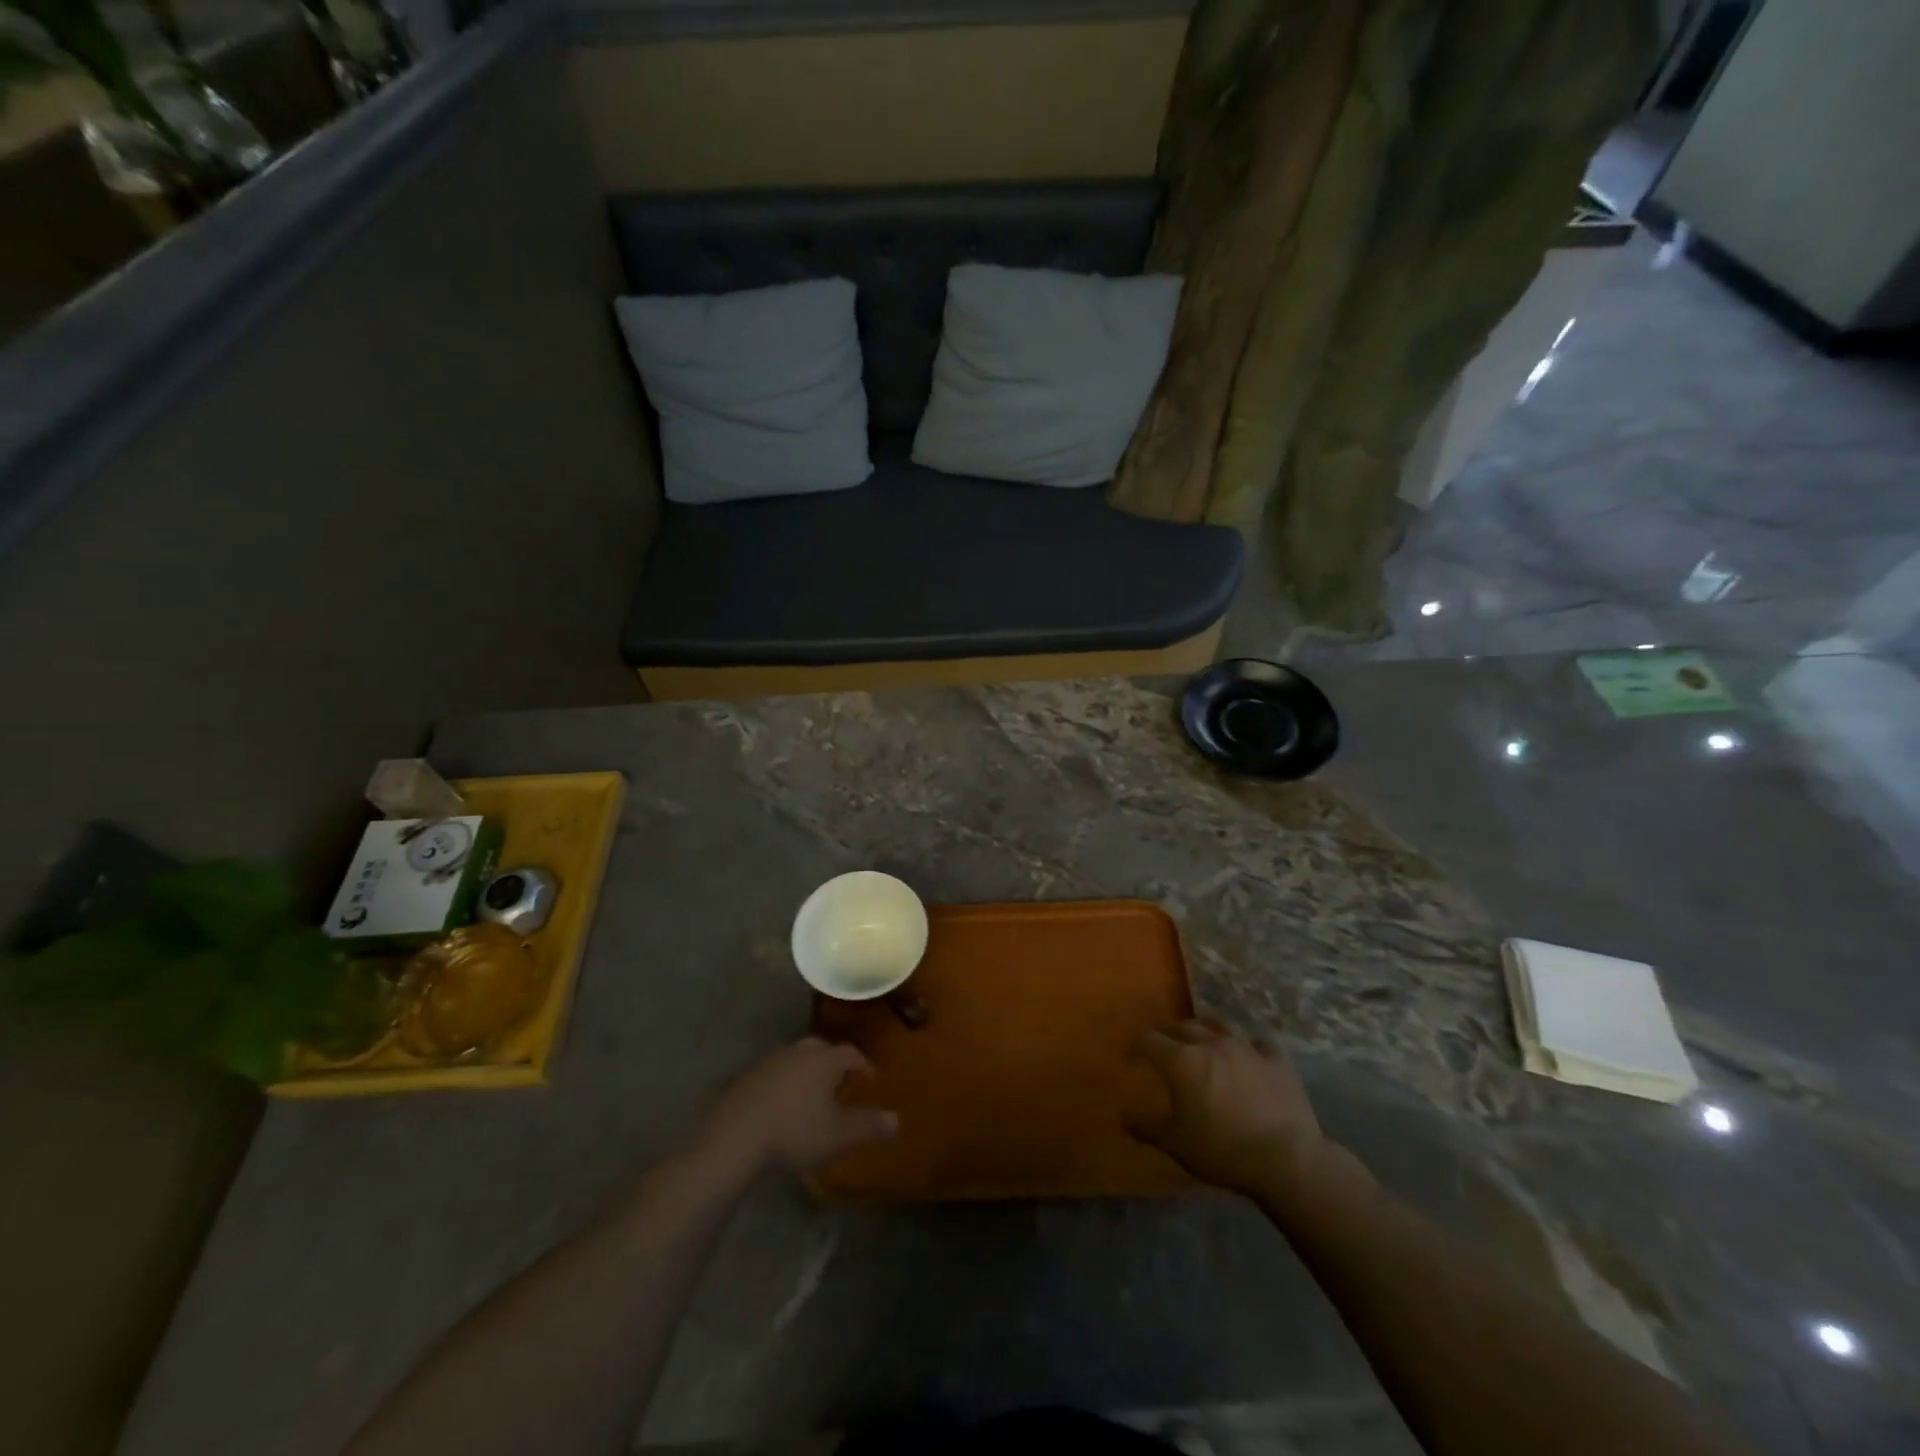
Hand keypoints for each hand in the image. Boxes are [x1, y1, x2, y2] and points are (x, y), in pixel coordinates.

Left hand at [701, 1038, 897, 1175]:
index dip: (864, 1067)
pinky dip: (785, 1084)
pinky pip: (775, 1074)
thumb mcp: (839, 1135)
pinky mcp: (747, 1078)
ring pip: (797, 1060)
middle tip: (842, 1086)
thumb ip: (869, 1126)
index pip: (851, 1053)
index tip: (870, 1083)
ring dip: (808, 1073)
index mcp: (824, 1060)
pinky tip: (782, 1107)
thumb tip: (897, 1119)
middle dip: (835, 1065)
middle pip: (823, 1050)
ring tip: (812, 1097)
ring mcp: (770, 1062)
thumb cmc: (795, 1132)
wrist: (736, 1137)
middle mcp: (798, 1052)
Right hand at [1129, 1018, 1325, 1194]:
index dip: (1136, 1046)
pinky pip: (1257, 1044)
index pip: (1149, 1040)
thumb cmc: (1222, 1151)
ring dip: (1205, 1028)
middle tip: (1162, 1043)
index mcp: (1181, 1060)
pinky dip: (1247, 1048)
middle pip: (1182, 1026)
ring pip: (1219, 1024)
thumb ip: (1146, 1127)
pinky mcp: (1276, 1060)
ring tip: (1202, 1036)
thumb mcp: (1175, 1144)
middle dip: (1167, 1033)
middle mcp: (1211, 1043)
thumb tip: (1124, 1117)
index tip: (1130, 1057)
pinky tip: (1247, 1057)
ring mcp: (1246, 1048)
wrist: (1286, 1159)